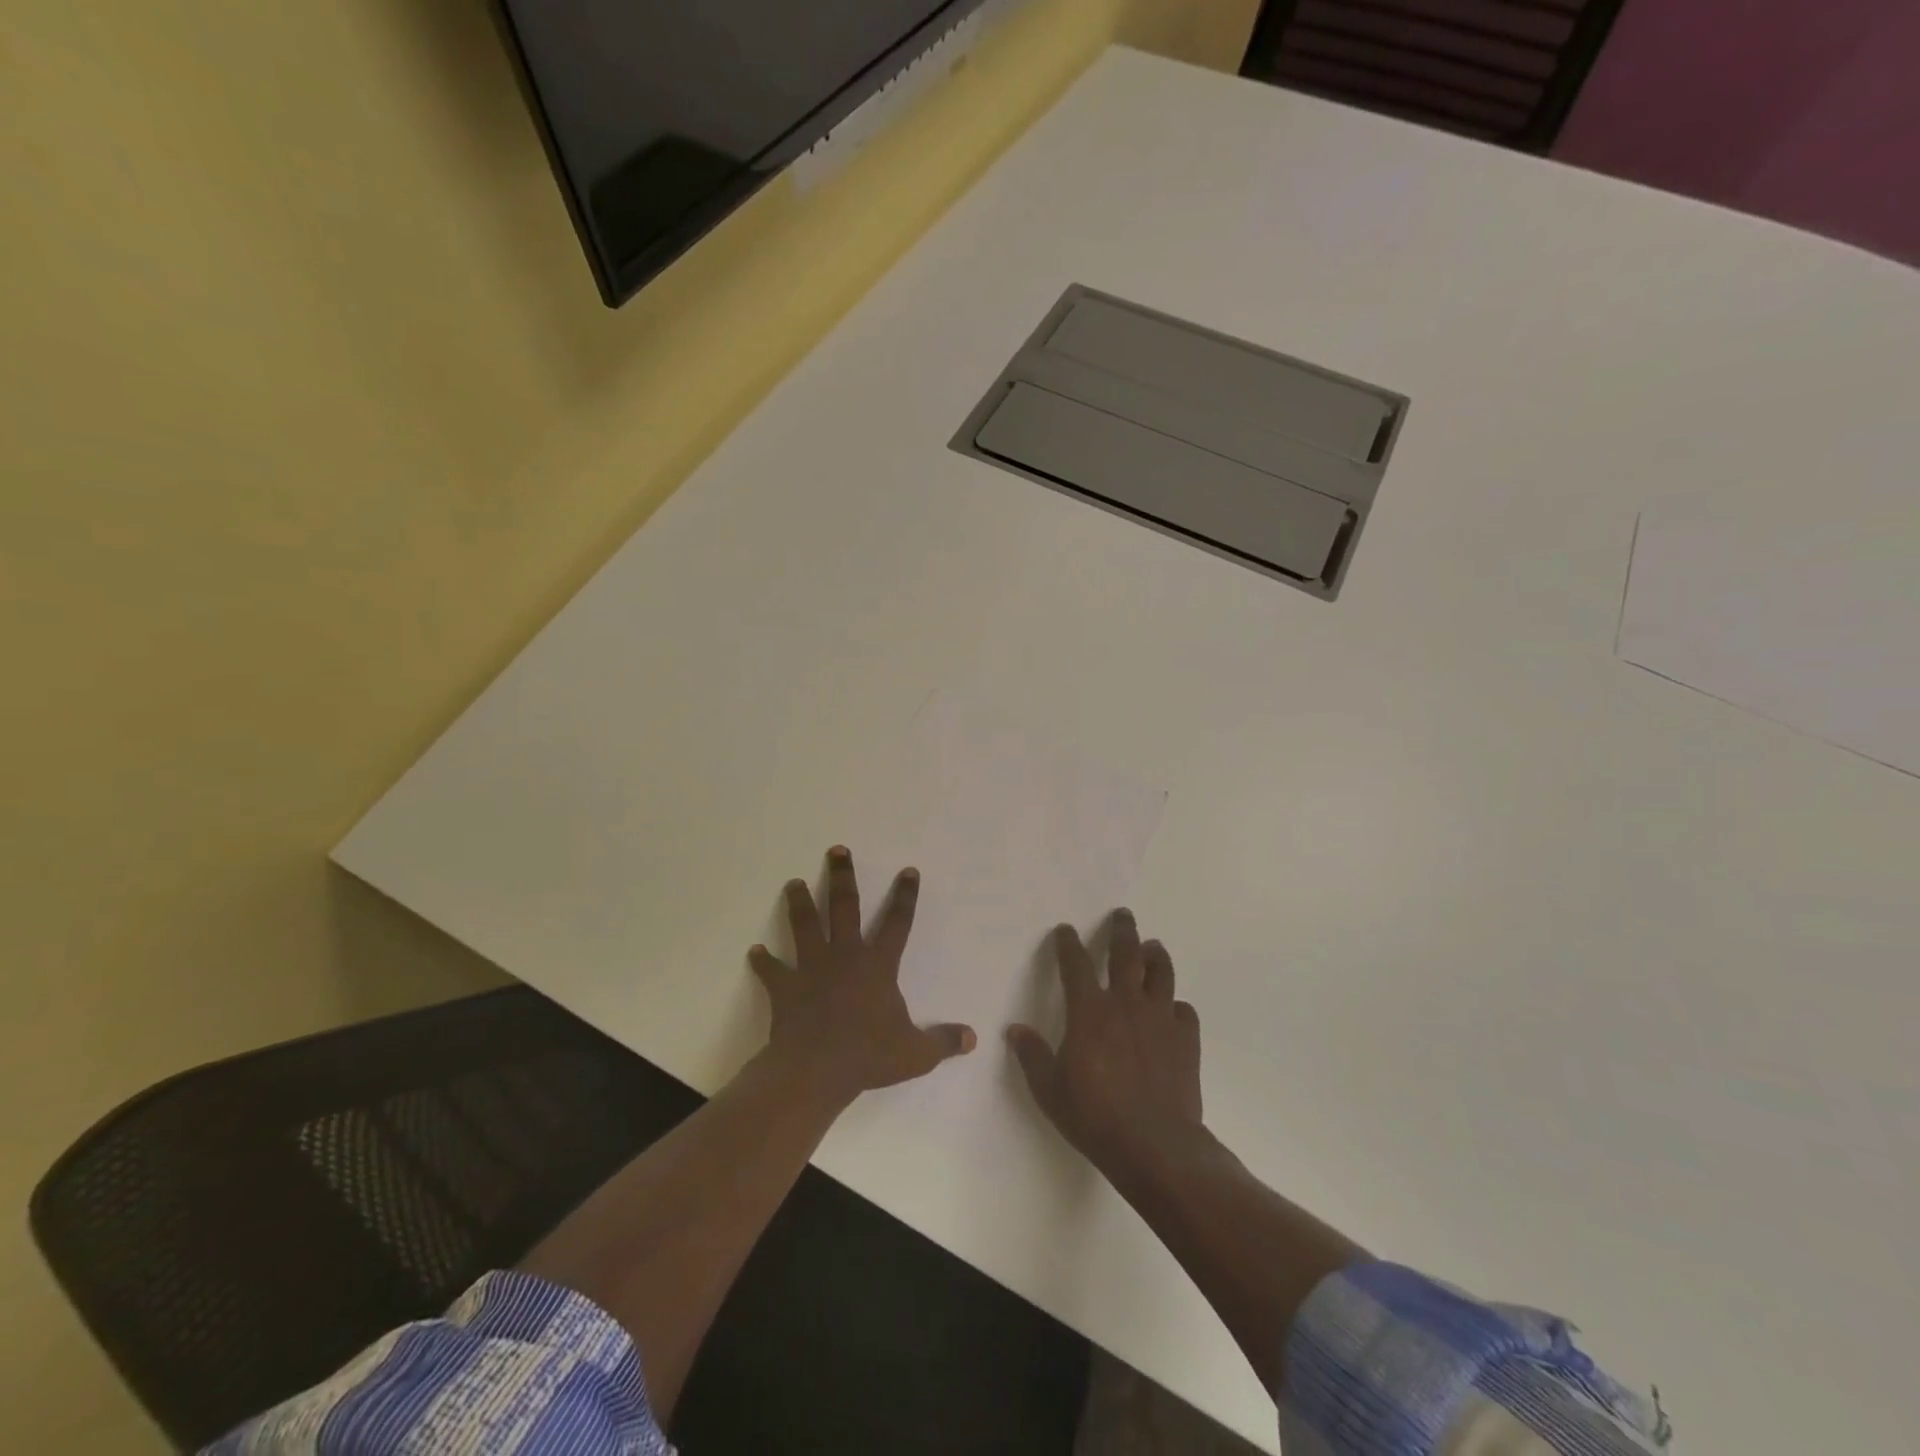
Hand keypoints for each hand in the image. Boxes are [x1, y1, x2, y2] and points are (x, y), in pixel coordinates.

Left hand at [749, 847, 975, 1106]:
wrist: (816, 1069)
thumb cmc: (868, 1056)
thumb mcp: (916, 1053)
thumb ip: (943, 1042)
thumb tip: (972, 1038)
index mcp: (878, 965)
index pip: (898, 922)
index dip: (905, 896)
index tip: (908, 870)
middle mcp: (845, 956)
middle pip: (844, 907)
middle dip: (842, 877)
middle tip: (836, 850)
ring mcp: (811, 968)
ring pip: (805, 925)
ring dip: (799, 903)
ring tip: (792, 883)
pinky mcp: (785, 986)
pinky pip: (772, 970)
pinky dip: (763, 961)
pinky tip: (754, 951)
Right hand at [1007, 911, 1203, 1184]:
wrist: (1155, 1145)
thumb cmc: (1095, 1116)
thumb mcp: (1050, 1090)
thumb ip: (1032, 1056)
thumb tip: (1015, 1030)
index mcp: (1089, 1011)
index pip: (1076, 964)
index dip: (1068, 943)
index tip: (1065, 930)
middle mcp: (1126, 1004)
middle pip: (1126, 953)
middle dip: (1122, 930)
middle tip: (1123, 915)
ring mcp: (1160, 1019)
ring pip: (1161, 972)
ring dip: (1156, 955)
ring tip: (1153, 946)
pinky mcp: (1186, 1039)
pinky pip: (1184, 1010)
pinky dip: (1177, 1006)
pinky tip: (1173, 1010)